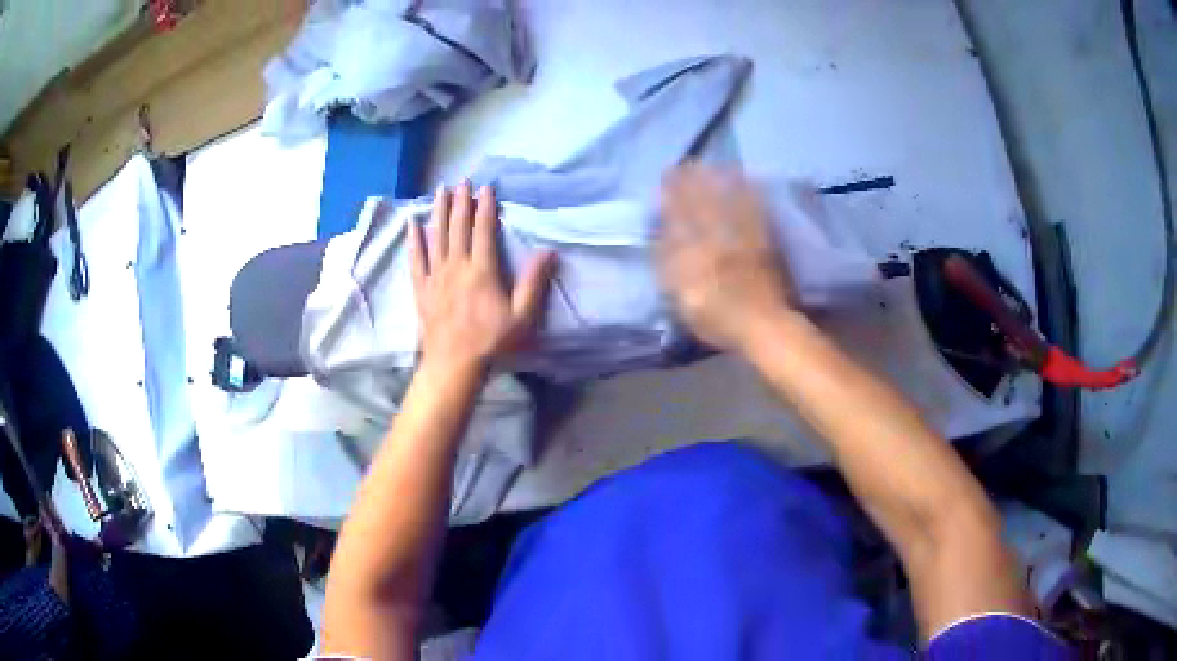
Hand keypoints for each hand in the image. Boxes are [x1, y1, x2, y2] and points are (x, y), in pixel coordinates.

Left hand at [409, 182, 555, 373]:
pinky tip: (413, 224)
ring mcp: (436, 275)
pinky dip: (415, 239)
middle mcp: (457, 266)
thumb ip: (533, 282)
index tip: (486, 188)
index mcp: (482, 270)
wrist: (453, 364)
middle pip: (458, 226)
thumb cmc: (491, 342)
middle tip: (461, 181)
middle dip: (460, 201)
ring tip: (440, 190)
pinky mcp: (421, 288)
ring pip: (436, 236)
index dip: (485, 207)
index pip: (484, 230)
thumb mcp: (521, 316)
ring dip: (439, 211)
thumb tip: (548, 251)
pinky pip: (416, 258)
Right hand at [657, 164, 793, 351]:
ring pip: (727, 202)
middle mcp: (717, 236)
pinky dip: (747, 193)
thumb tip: (661, 235)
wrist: (764, 326)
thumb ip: (669, 265)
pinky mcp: (764, 240)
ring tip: (709, 166)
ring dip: (717, 182)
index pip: (679, 215)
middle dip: (692, 182)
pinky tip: (745, 181)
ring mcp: (743, 237)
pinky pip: (753, 210)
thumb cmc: (719, 319)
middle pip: (702, 204)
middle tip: (685, 163)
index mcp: (694, 250)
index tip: (665, 177)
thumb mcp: (682, 298)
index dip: (672, 195)